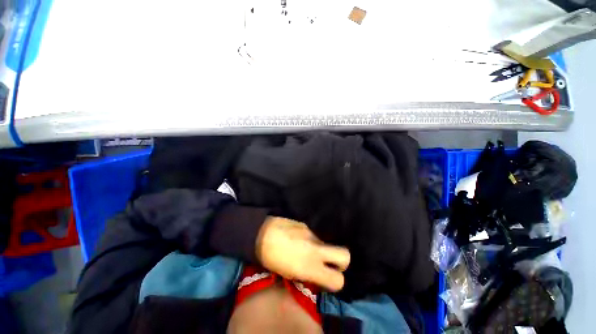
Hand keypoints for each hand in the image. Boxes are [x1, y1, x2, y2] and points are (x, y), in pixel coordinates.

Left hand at [256, 216, 349, 291]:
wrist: (262, 233)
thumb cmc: (272, 258)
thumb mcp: (290, 274)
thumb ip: (310, 274)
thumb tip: (320, 274)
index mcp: (310, 267)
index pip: (338, 280)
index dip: (336, 281)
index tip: (327, 278)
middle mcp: (316, 249)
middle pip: (345, 255)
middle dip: (342, 261)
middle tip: (330, 263)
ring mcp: (313, 234)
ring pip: (329, 243)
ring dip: (324, 248)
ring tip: (309, 250)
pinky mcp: (308, 224)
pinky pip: (316, 234)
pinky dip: (313, 240)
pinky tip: (301, 239)